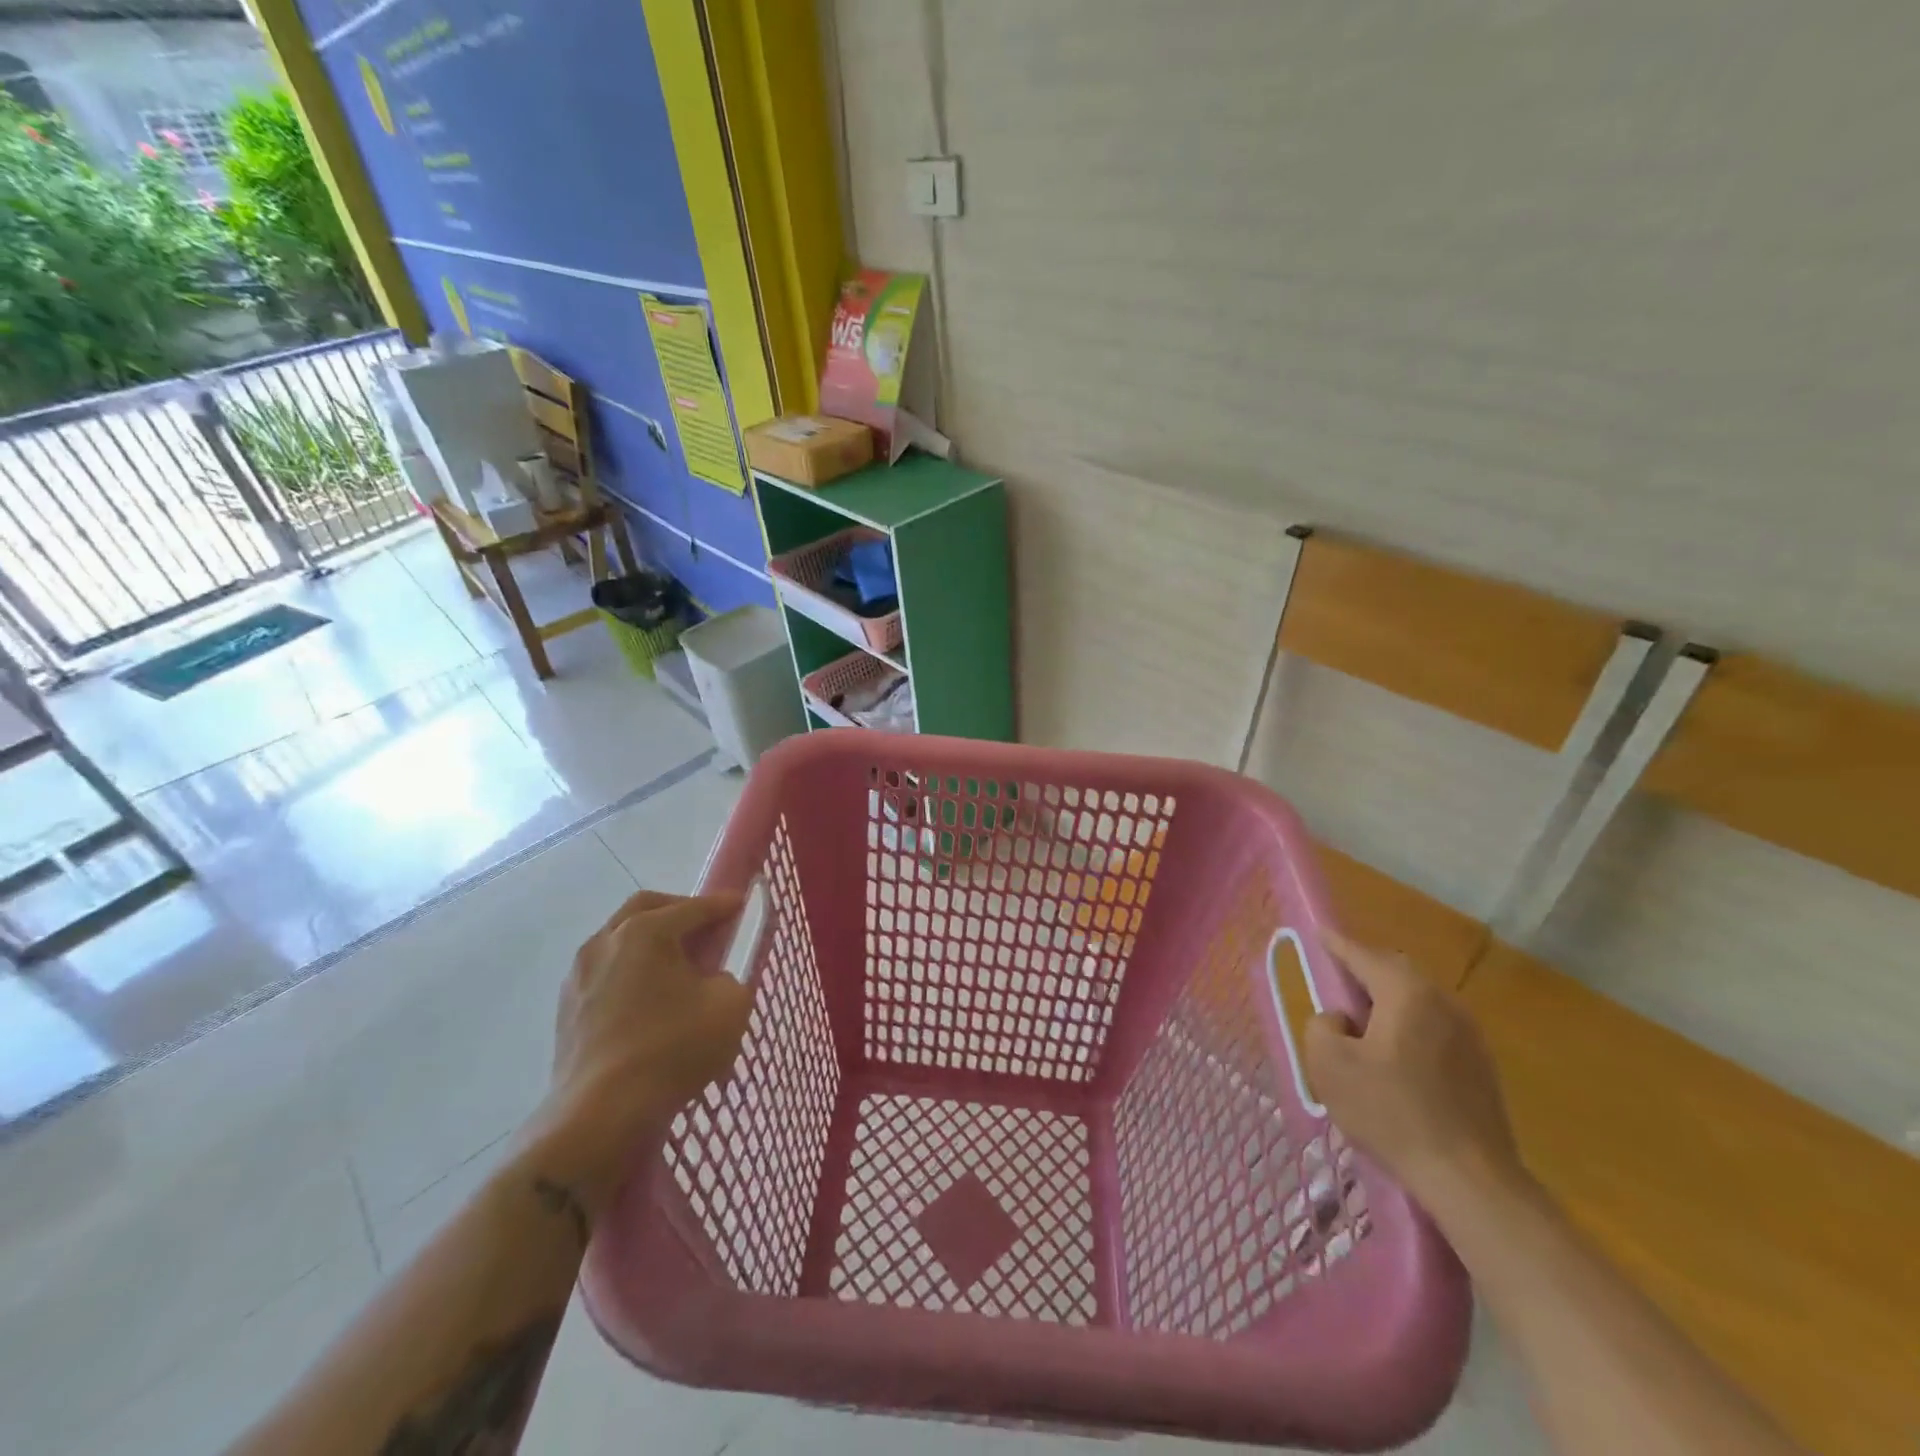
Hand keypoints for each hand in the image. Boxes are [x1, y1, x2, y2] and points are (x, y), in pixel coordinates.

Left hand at [525, 890, 752, 1214]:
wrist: (600, 1115)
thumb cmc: (672, 1050)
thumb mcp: (729, 1006)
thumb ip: (731, 978)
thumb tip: (712, 980)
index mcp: (646, 931)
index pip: (694, 907)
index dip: (723, 905)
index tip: (742, 905)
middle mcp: (606, 941)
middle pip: (646, 908)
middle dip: (679, 911)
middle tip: (705, 929)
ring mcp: (579, 975)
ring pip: (619, 939)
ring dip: (650, 942)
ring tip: (676, 968)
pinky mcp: (566, 1009)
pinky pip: (605, 973)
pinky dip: (630, 972)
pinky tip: (648, 1000)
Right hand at [1304, 930, 1526, 1214]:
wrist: (1469, 1179)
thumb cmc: (1391, 1112)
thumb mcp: (1329, 1064)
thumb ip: (1322, 1025)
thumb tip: (1340, 1020)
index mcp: (1406, 993)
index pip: (1362, 955)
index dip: (1336, 944)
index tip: (1318, 933)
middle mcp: (1443, 1002)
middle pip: (1396, 972)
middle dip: (1364, 970)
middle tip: (1336, 982)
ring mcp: (1469, 1035)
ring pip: (1418, 1001)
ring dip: (1387, 1002)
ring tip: (1361, 1024)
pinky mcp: (1481, 1066)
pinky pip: (1435, 1028)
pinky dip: (1408, 1027)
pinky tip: (1393, 1059)